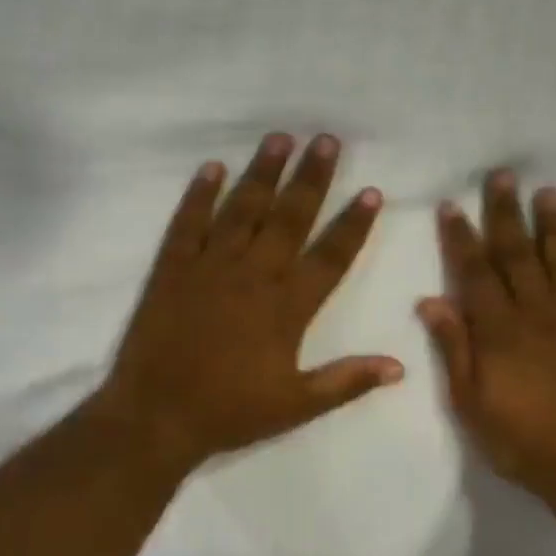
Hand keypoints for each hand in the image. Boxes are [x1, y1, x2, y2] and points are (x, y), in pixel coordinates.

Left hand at [94, 133, 403, 472]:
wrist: (155, 417)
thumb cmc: (230, 412)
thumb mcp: (297, 406)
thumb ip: (348, 381)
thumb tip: (399, 366)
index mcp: (286, 307)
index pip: (329, 256)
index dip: (353, 225)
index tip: (371, 192)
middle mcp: (253, 276)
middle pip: (289, 218)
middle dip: (311, 178)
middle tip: (327, 140)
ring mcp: (209, 267)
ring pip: (242, 210)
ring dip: (262, 172)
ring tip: (280, 138)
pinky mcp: (172, 269)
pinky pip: (187, 223)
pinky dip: (199, 194)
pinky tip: (212, 167)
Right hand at [418, 170, 555, 499]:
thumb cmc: (518, 439)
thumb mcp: (469, 401)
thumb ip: (453, 347)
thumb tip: (431, 300)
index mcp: (499, 329)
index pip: (475, 273)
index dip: (461, 238)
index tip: (452, 204)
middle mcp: (537, 314)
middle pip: (518, 256)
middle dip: (507, 215)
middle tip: (503, 175)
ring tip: (553, 192)